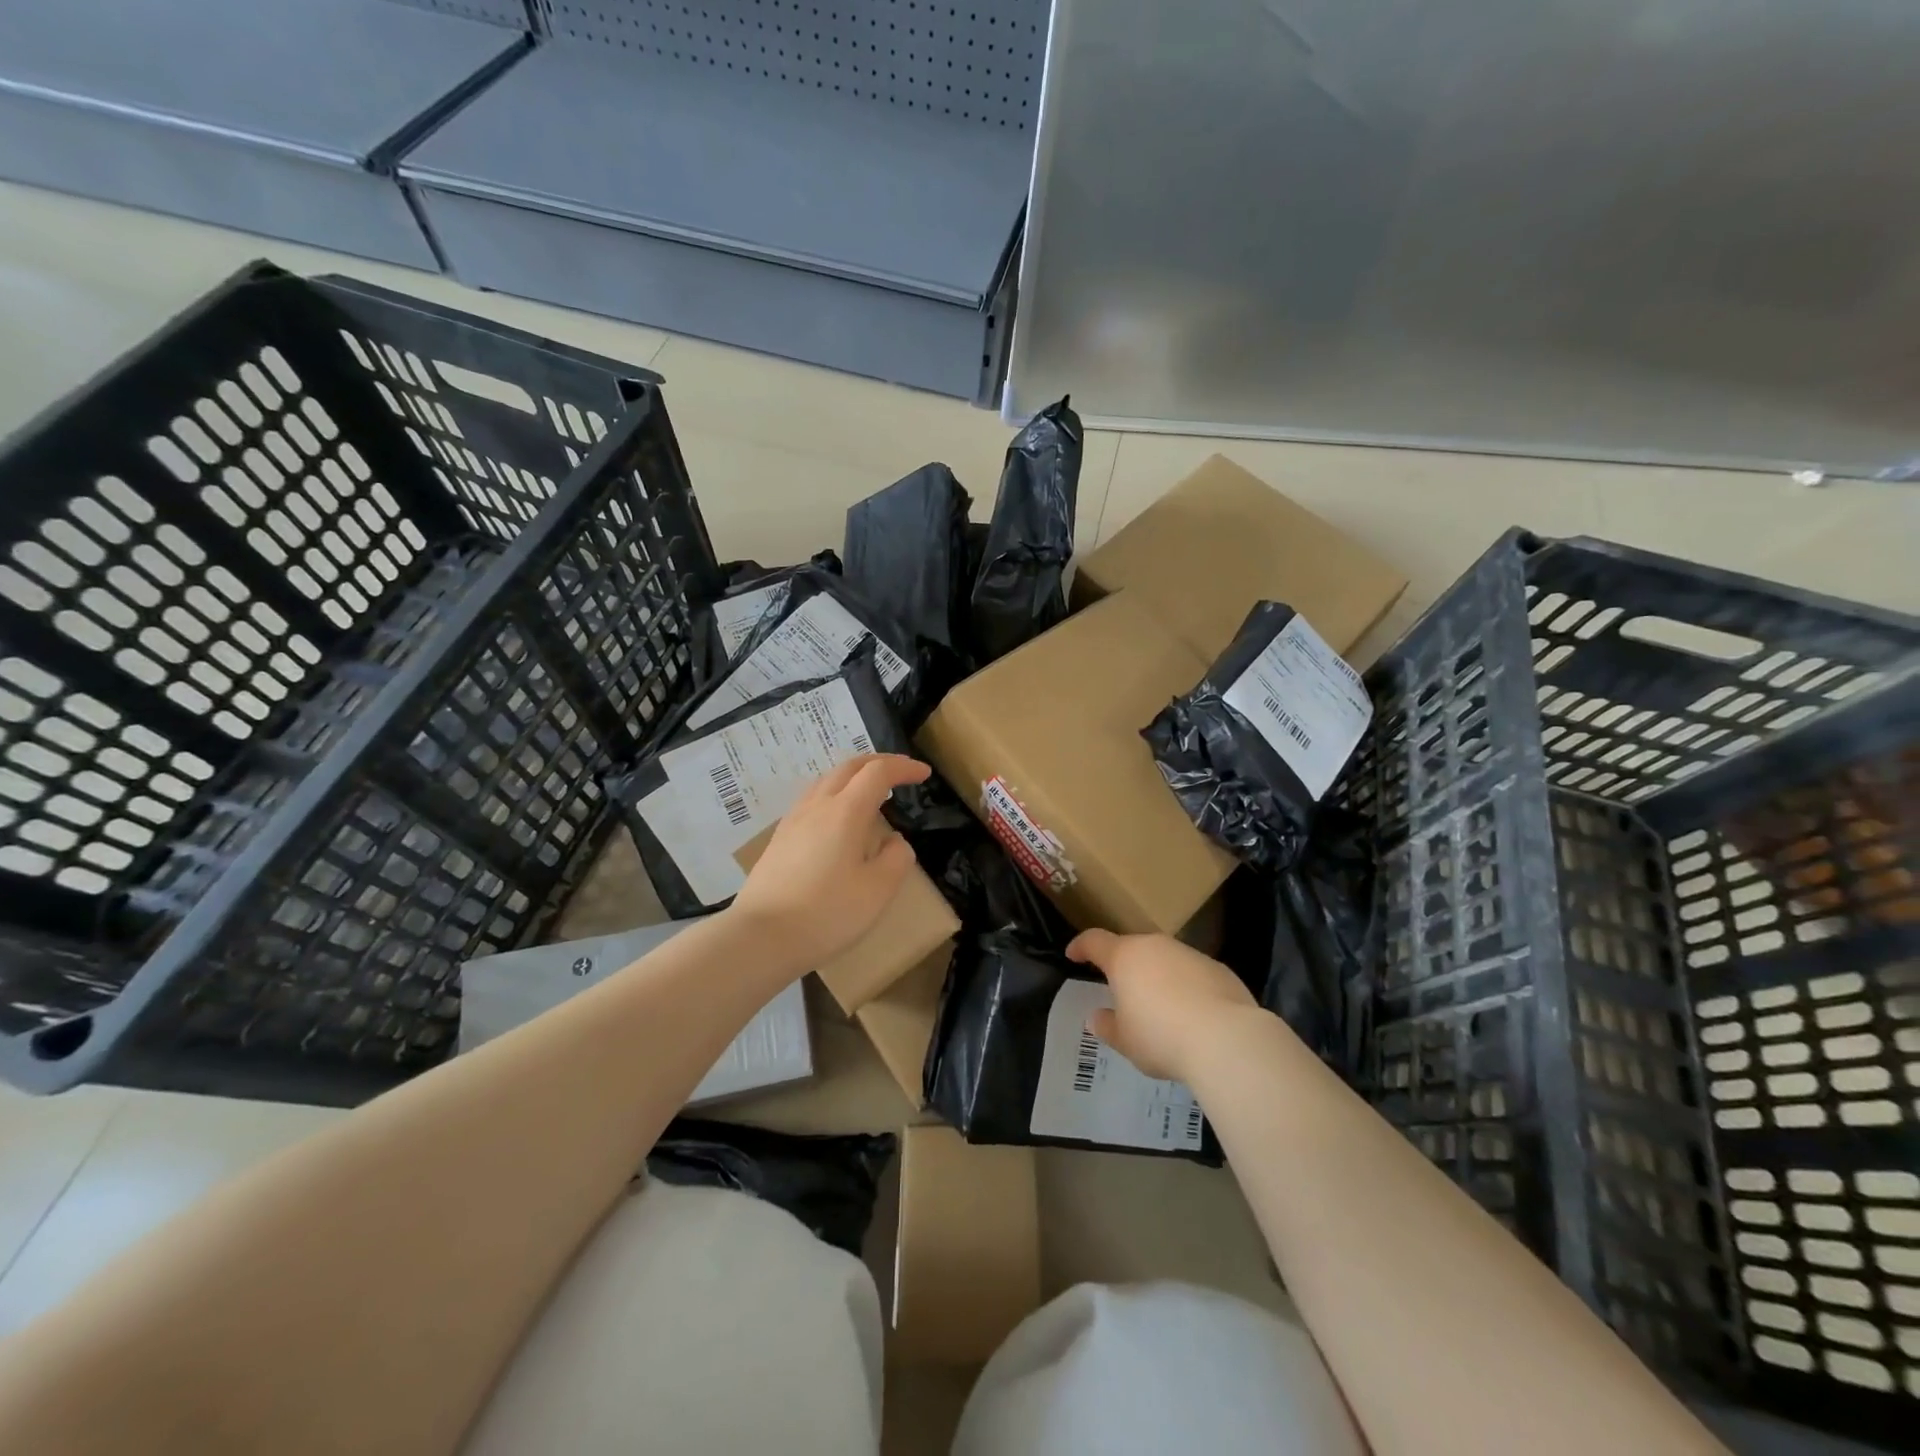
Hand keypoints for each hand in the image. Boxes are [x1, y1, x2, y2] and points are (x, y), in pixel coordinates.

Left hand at [729, 754, 930, 969]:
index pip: (878, 772)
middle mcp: (818, 806)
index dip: (903, 768)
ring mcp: (794, 820)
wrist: (760, 937)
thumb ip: (896, 858)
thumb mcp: (878, 890)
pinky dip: (835, 794)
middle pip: (849, 767)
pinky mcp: (779, 838)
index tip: (924, 773)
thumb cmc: (826, 913)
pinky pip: (812, 800)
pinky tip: (838, 819)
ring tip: (870, 792)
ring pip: (826, 780)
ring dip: (854, 776)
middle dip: (878, 762)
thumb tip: (895, 841)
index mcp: (846, 811)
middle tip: (900, 772)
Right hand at [1066, 929, 1259, 1081]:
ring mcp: (1189, 954)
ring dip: (1157, 976)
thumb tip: (1098, 1017)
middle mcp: (1155, 946)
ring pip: (1165, 959)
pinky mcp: (1218, 968)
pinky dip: (1186, 987)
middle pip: (1132, 948)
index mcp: (1124, 957)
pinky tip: (1193, 1014)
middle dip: (1124, 965)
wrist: (1226, 1039)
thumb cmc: (1161, 1036)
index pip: (1094, 941)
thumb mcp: (1125, 1041)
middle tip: (1121, 989)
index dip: (1081, 946)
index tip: (1073, 955)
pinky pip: (1192, 973)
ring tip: (1160, 1007)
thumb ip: (1107, 1026)